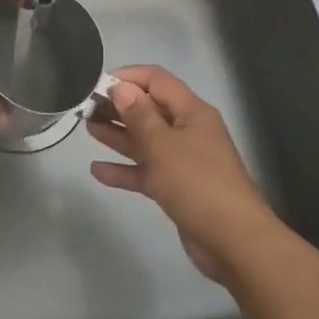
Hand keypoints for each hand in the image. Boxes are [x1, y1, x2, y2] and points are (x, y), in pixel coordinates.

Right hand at [88, 64, 280, 284]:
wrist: (232, 242)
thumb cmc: (196, 184)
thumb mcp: (163, 145)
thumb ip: (139, 115)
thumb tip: (121, 87)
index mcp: (191, 112)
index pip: (156, 80)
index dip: (128, 76)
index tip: (97, 84)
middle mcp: (187, 130)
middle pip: (149, 109)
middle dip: (118, 106)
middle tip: (86, 108)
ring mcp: (182, 160)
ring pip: (145, 140)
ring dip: (118, 134)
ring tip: (88, 128)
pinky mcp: (176, 188)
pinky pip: (146, 171)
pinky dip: (124, 169)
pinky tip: (97, 170)